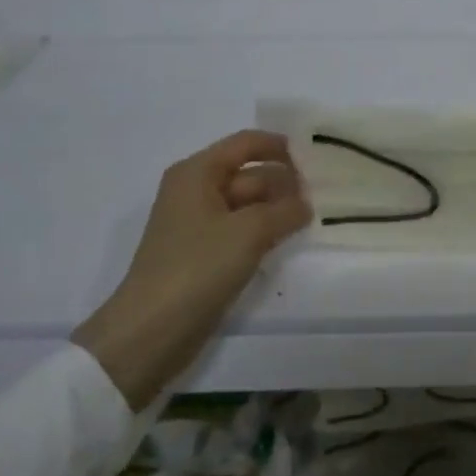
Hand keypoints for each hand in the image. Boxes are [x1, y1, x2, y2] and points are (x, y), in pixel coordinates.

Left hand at [73, 130, 310, 406]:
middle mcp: (195, 191)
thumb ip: (285, 210)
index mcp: (197, 173)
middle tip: (325, 195)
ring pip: (247, 205)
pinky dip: (264, 232)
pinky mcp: (202, 255)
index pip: (246, 143)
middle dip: (284, 182)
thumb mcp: (249, 232)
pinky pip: (240, 231)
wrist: (150, 332)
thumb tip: (305, 204)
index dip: (280, 147)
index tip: (316, 158)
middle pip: (249, 174)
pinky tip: (288, 241)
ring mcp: (198, 225)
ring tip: (314, 217)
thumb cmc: (197, 268)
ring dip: (277, 209)